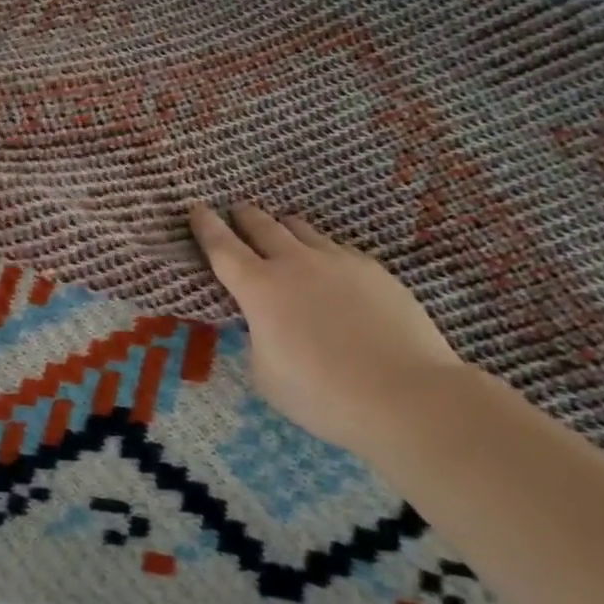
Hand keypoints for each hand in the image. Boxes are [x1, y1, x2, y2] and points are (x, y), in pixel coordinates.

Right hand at [189, 204, 465, 456]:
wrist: (408, 396)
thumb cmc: (323, 394)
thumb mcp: (266, 374)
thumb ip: (257, 339)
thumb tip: (264, 325)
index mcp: (259, 288)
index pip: (222, 247)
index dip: (206, 226)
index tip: (196, 207)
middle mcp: (295, 263)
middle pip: (262, 225)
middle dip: (244, 216)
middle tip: (236, 211)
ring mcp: (339, 262)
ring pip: (302, 230)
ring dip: (284, 228)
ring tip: (281, 231)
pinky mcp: (375, 271)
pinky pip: (337, 249)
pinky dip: (322, 251)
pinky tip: (329, 268)